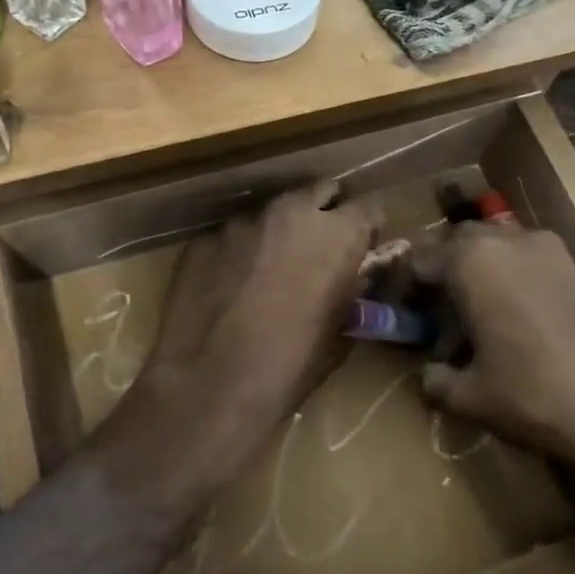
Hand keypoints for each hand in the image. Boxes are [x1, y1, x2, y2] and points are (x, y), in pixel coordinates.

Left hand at [147, 182, 377, 430]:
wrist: (211, 382)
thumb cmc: (290, 365)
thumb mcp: (340, 331)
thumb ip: (351, 289)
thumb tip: (353, 276)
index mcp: (337, 234)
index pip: (369, 207)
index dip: (368, 228)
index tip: (363, 247)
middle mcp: (292, 212)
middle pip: (320, 191)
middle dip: (324, 212)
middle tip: (318, 247)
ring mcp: (243, 221)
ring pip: (272, 211)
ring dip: (279, 231)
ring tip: (268, 268)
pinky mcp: (205, 237)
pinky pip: (232, 235)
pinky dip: (239, 251)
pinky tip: (229, 284)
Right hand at [415, 224, 574, 537]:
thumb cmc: (530, 394)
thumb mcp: (468, 395)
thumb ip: (436, 380)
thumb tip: (429, 375)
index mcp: (471, 261)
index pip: (420, 260)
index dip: (405, 287)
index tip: (402, 315)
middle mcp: (507, 241)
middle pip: (458, 244)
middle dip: (443, 273)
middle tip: (436, 314)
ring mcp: (547, 250)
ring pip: (496, 247)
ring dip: (479, 273)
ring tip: (477, 319)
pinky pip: (527, 260)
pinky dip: (510, 279)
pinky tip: (514, 322)